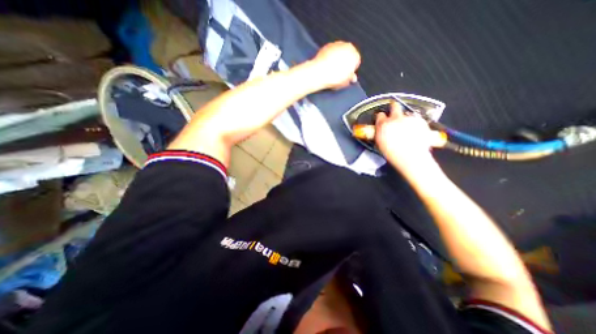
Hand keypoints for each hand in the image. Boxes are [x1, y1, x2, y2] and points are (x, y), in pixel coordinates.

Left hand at [310, 42, 360, 89]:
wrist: (320, 73)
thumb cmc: (334, 78)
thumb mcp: (345, 82)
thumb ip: (350, 78)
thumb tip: (353, 78)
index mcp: (355, 56)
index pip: (356, 62)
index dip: (350, 69)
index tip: (345, 75)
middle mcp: (348, 47)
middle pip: (348, 55)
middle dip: (344, 62)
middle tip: (338, 72)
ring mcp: (338, 44)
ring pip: (340, 52)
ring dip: (337, 58)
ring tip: (331, 69)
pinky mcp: (328, 45)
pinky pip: (331, 51)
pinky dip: (329, 56)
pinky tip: (326, 64)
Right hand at [374, 102, 443, 177]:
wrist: (411, 157)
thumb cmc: (392, 153)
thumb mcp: (380, 143)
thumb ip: (380, 132)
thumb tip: (381, 129)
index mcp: (383, 125)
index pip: (380, 115)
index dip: (381, 117)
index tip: (383, 120)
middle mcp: (395, 119)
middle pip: (394, 106)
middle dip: (394, 107)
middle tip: (394, 112)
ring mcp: (409, 118)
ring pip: (406, 114)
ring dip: (405, 118)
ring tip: (407, 128)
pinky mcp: (420, 120)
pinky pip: (416, 119)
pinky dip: (415, 123)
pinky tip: (415, 131)